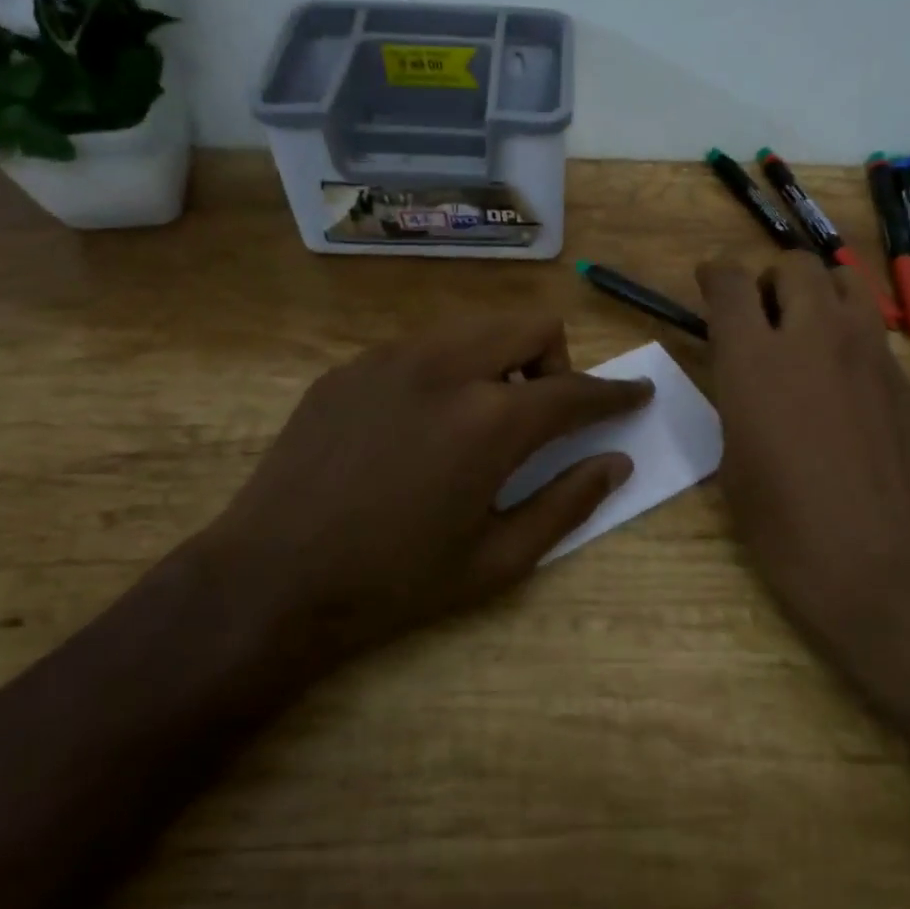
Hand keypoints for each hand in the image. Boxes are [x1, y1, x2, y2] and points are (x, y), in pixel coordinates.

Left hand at [199, 312, 651, 668]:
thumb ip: (567, 503)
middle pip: (529, 325)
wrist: (272, 580)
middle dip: (555, 363)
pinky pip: (421, 347)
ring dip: (499, 362)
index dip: (616, 392)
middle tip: (541, 417)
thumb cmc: (396, 582)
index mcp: (489, 420)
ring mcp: (389, 359)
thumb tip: (615, 463)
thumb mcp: (498, 559)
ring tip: (479, 421)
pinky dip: (447, 371)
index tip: (637, 394)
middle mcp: (444, 367)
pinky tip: (421, 427)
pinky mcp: (349, 368)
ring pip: (473, 328)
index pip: (576, 389)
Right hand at [697, 254, 909, 710]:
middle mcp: (816, 337)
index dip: (716, 275)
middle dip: (771, 280)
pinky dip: (849, 340)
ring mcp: (871, 353)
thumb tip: (748, 384)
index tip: (710, 282)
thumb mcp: (735, 465)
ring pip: (845, 284)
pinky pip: (873, 334)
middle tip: (761, 316)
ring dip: (817, 295)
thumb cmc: (789, 531)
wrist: (889, 568)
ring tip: (805, 336)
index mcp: (756, 360)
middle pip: (796, 265)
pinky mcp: (907, 380)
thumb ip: (738, 404)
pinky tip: (844, 389)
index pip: (732, 282)